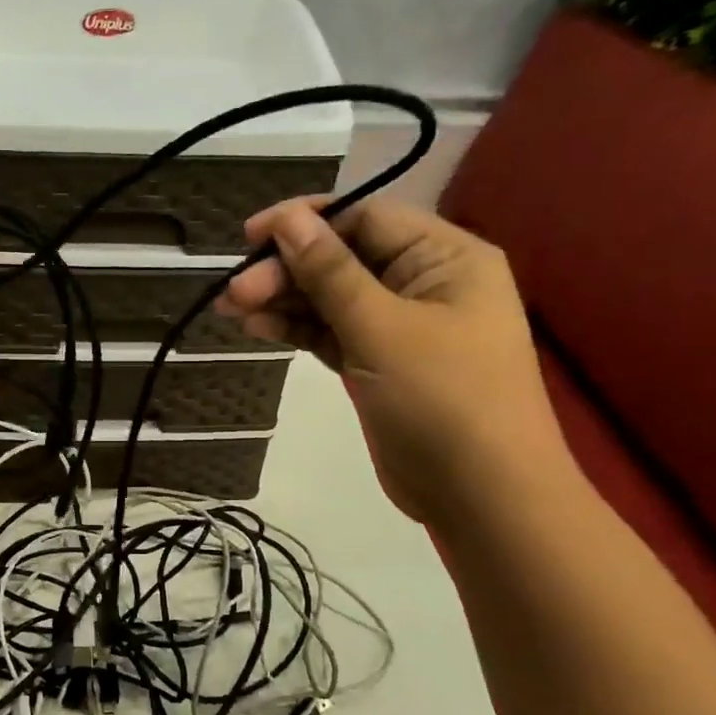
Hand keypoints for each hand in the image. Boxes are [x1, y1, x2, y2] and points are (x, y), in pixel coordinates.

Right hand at [215, 198, 568, 522]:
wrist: (483, 497)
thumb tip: (287, 219)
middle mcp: (424, 281)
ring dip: (284, 300)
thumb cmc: (442, 400)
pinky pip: (332, 332)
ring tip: (232, 309)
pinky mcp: (379, 362)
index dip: (305, 221)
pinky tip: (258, 328)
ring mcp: (400, 325)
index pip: (366, 217)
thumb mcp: (381, 328)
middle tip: (235, 292)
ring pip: (331, 297)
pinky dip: (298, 329)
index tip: (250, 237)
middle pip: (343, 257)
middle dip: (287, 270)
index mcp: (445, 257)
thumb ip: (330, 271)